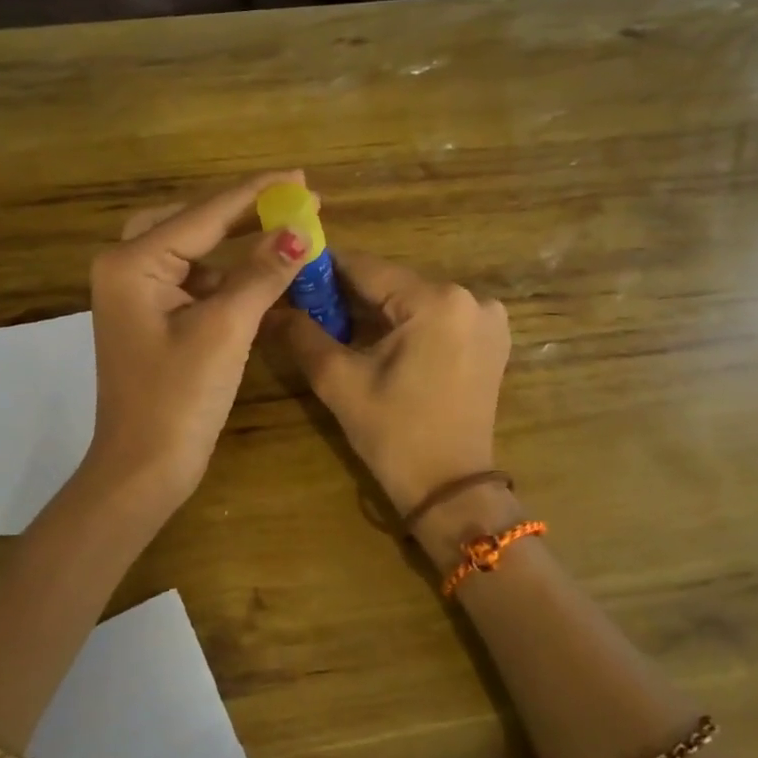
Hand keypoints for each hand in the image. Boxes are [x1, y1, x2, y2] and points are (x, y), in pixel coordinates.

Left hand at [78, 172, 311, 525]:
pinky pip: (191, 280)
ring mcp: (135, 294)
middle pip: (192, 221)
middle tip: (292, 199)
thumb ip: (261, 273)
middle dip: (243, 211)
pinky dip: (225, 275)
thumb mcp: (225, 329)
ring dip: (235, 242)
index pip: (205, 214)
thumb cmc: (178, 398)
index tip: (302, 177)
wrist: (143, 469)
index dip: (258, 194)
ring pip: (191, 249)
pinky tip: (260, 274)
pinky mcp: (149, 317)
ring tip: (283, 229)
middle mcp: (125, 267)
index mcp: (132, 262)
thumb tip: (300, 230)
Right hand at [277, 249, 510, 523]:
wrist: (451, 490)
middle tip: (305, 306)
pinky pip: (435, 317)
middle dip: (348, 294)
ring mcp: (487, 318)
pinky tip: (375, 342)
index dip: (324, 269)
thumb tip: (268, 307)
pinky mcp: (490, 338)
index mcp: (437, 301)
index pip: (367, 268)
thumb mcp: (340, 381)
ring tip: (333, 325)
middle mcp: (471, 298)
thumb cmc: (394, 434)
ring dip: (375, 310)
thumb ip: (302, 335)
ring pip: (412, 300)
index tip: (290, 273)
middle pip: (392, 283)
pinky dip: (404, 323)